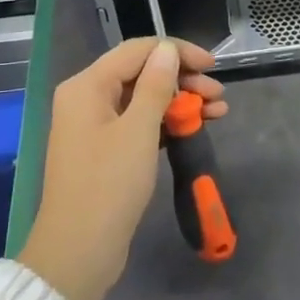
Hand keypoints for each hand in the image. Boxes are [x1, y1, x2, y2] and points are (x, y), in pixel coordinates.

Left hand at [18, 38, 225, 299]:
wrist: (80, 250)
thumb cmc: (109, 185)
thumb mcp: (139, 130)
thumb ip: (156, 85)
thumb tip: (167, 50)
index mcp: (87, 86)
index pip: (138, 51)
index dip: (178, 52)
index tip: (212, 65)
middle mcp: (87, 98)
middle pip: (142, 73)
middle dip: (183, 79)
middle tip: (219, 95)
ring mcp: (95, 126)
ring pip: (145, 100)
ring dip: (181, 101)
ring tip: (219, 111)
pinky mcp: (106, 150)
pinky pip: (140, 123)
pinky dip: (167, 122)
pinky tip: (195, 127)